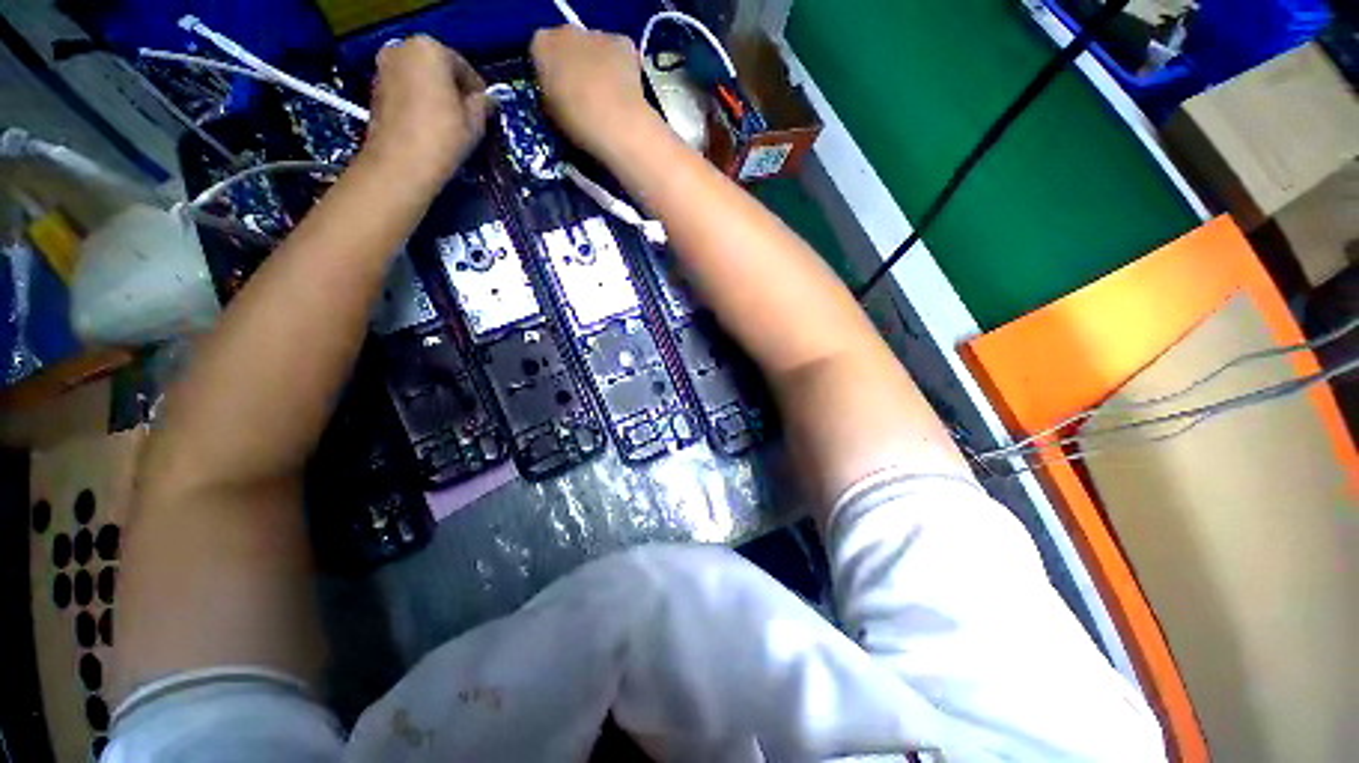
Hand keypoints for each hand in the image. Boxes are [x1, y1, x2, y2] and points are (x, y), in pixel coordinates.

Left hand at [362, 36, 489, 185]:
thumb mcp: (476, 122)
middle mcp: (402, 48)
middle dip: (453, 89)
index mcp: (430, 48)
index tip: (485, 110)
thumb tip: (487, 100)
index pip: (463, 67)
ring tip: (448, 122)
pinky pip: (405, 90)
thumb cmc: (444, 135)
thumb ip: (483, 104)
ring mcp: (383, 67)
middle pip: (438, 68)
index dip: (477, 90)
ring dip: (435, 95)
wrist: (401, 162)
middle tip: (467, 115)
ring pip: (419, 78)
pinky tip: (429, 124)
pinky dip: (418, 102)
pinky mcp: (375, 88)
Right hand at [530, 26, 658, 160]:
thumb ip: (551, 94)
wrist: (617, 124)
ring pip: (595, 47)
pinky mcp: (623, 42)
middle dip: (574, 64)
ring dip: (598, 64)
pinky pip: (619, 52)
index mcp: (541, 46)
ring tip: (608, 96)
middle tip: (584, 95)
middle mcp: (566, 30)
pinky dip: (621, 67)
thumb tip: (558, 93)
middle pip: (568, 44)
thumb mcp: (551, 113)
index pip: (540, 52)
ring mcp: (597, 34)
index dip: (550, 73)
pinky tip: (625, 90)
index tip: (558, 93)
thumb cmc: (578, 124)